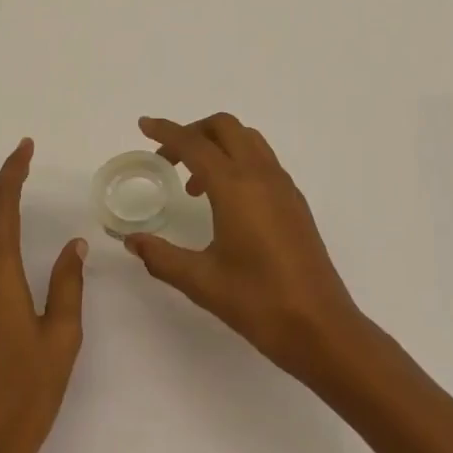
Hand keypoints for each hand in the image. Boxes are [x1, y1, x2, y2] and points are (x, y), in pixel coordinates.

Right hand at [124, 114, 364, 378]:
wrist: (321, 327)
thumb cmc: (258, 302)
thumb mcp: (201, 281)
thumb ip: (162, 256)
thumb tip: (132, 241)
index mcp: (236, 187)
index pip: (194, 144)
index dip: (166, 131)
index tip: (144, 125)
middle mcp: (261, 175)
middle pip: (224, 127)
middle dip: (193, 132)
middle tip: (168, 159)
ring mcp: (283, 187)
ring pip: (248, 139)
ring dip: (217, 145)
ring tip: (195, 184)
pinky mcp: (295, 202)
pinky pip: (263, 160)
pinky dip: (238, 161)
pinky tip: (226, 201)